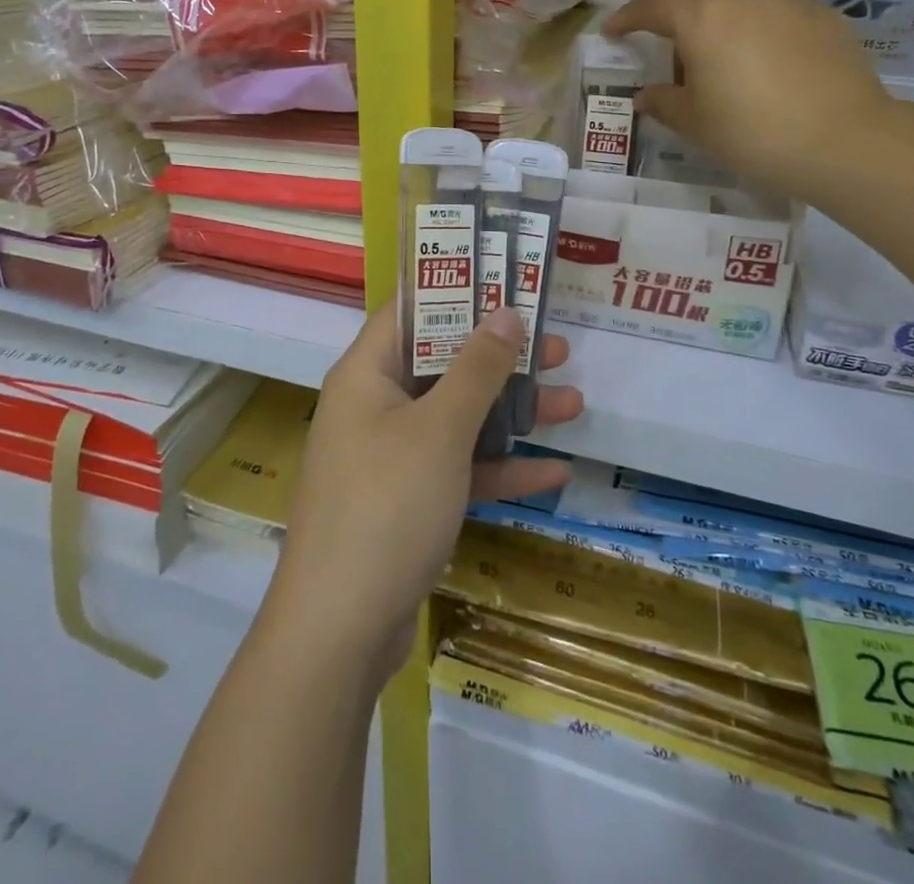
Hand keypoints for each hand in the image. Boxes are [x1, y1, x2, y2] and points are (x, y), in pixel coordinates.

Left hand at [268, 301, 582, 680]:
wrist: (339, 632)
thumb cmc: (386, 506)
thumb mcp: (440, 430)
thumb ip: (476, 369)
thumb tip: (505, 311)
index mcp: (366, 374)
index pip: (410, 311)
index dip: (456, 290)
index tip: (506, 281)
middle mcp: (375, 406)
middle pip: (442, 363)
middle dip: (501, 357)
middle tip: (559, 346)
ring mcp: (391, 456)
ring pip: (457, 417)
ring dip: (511, 412)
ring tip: (573, 403)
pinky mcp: (407, 501)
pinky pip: (458, 468)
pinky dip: (499, 466)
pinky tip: (554, 470)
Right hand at [605, 0, 892, 200]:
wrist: (843, 140)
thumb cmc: (752, 132)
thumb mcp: (695, 123)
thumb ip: (664, 102)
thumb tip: (646, 95)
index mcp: (702, 19)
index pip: (653, 7)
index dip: (628, 18)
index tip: (615, 31)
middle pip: (702, 2)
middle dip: (688, 28)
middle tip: (689, 69)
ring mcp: (788, 0)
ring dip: (732, 13)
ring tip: (737, 53)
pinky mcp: (825, 14)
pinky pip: (783, 8)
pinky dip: (770, 24)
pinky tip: (779, 62)